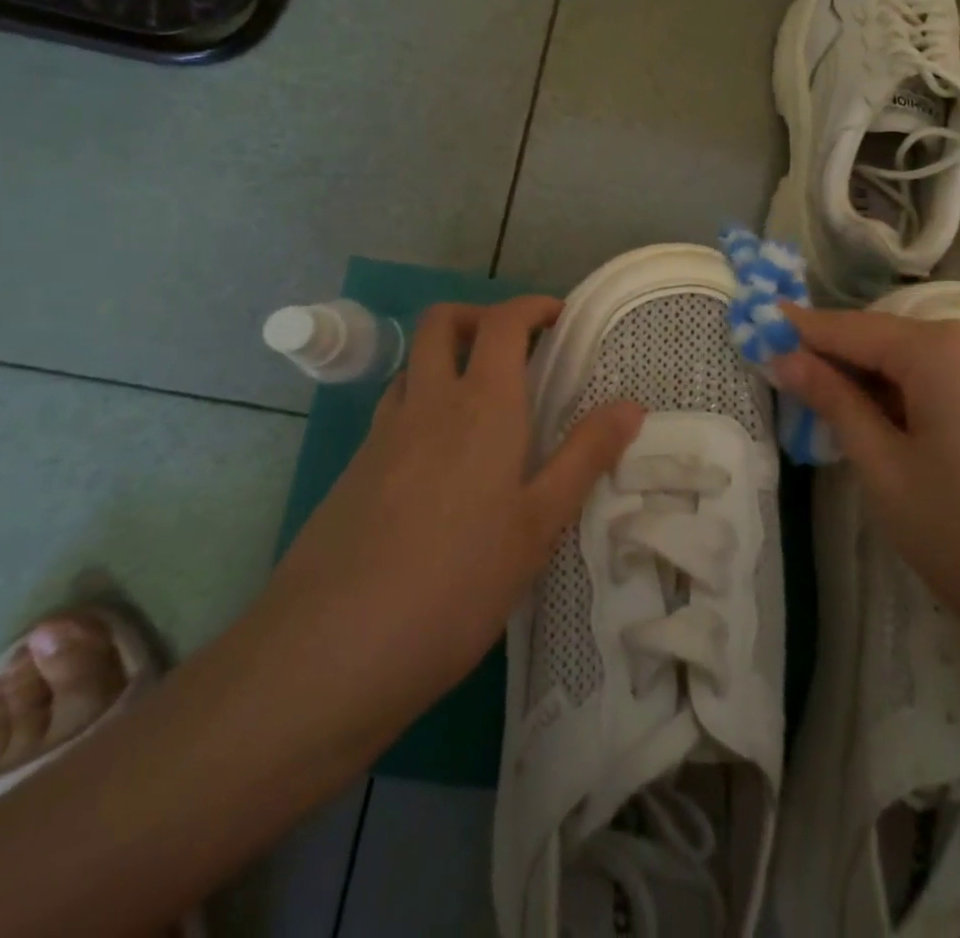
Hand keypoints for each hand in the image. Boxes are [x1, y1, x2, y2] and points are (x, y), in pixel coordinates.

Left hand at [262, 296, 642, 744]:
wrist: (328, 652)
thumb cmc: (457, 583)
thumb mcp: (538, 525)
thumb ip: (585, 456)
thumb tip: (632, 404)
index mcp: (482, 405)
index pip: (504, 323)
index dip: (533, 307)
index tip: (561, 318)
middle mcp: (428, 402)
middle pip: (443, 322)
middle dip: (480, 317)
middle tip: (516, 348)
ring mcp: (382, 434)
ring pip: (414, 364)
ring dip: (448, 359)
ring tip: (482, 402)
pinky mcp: (353, 470)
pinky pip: (394, 410)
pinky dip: (423, 404)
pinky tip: (441, 461)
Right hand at [771, 304, 959, 671]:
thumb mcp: (886, 472)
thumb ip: (834, 403)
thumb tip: (786, 358)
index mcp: (940, 348)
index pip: (850, 328)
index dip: (802, 331)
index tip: (757, 328)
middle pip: (888, 339)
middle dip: (840, 360)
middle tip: (791, 387)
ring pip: (921, 360)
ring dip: (878, 382)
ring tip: (839, 417)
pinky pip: (954, 378)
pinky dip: (916, 395)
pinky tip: (898, 431)